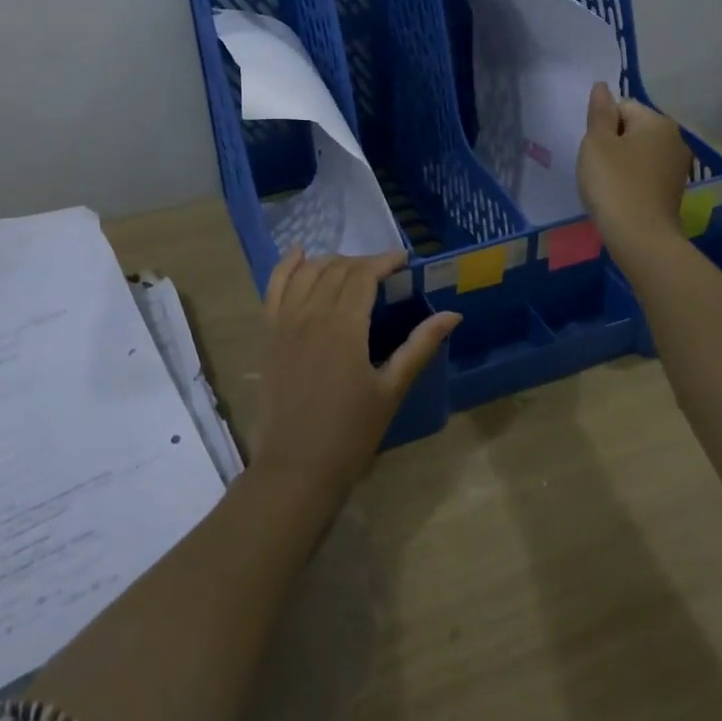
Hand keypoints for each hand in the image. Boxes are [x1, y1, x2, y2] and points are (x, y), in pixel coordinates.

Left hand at [254, 249, 459, 503]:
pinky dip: (286, 266)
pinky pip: (273, 287)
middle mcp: (311, 313)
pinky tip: (298, 254)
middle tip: (383, 272)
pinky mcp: (268, 334)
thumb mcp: (391, 389)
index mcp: (345, 325)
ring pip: (307, 272)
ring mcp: (284, 321)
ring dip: (330, 261)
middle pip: (337, 269)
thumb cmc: (351, 432)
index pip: (364, 275)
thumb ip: (420, 346)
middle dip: (363, 263)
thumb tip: (453, 314)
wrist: (297, 466)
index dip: (384, 261)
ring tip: (350, 267)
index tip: (403, 259)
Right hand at [577, 81, 691, 256]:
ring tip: (608, 184)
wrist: (640, 236)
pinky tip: (621, 196)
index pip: (622, 107)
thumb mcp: (596, 143)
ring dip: (622, 162)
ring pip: (640, 151)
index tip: (594, 150)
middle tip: (598, 167)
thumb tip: (602, 86)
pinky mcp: (674, 189)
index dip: (602, 125)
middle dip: (613, 142)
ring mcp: (678, 165)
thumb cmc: (613, 183)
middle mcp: (675, 138)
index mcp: (657, 121)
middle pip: (633, 128)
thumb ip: (599, 112)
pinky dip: (632, 179)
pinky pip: (647, 172)